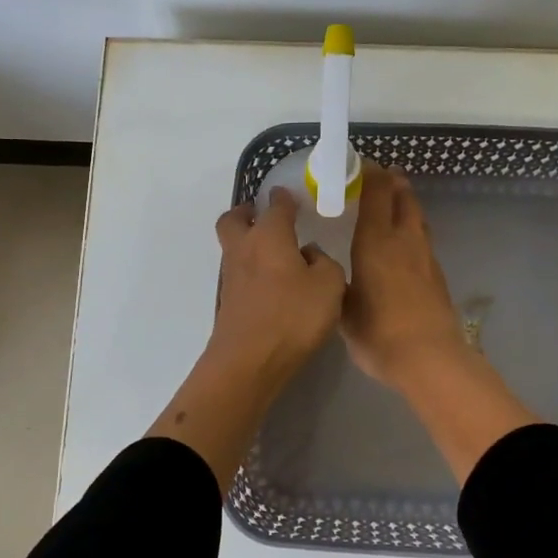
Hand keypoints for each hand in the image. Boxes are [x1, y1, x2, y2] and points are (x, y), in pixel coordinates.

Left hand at [148, 187, 343, 490]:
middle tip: (265, 217)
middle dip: (247, 213)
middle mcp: (244, 248)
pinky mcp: (228, 301)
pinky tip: (272, 284)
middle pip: (234, 219)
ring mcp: (231, 275)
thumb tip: (310, 255)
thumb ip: (325, 263)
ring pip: (233, 246)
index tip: (292, 197)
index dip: (285, 199)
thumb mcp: (330, 285)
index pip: (276, 205)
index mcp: (269, 235)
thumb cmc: (293, 315)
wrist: (249, 361)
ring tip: (275, 253)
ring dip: (248, 242)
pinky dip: (251, 270)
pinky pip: (238, 273)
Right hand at [341, 165, 467, 389]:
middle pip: (403, 198)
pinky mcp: (437, 274)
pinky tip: (405, 243)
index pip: (377, 194)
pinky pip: (423, 239)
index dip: (371, 174)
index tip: (361, 164)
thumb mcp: (344, 310)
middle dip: (394, 182)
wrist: (430, 358)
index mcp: (376, 242)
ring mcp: (425, 256)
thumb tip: (331, 271)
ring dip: (407, 203)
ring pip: (418, 218)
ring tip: (397, 199)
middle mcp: (403, 240)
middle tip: (384, 174)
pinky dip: (413, 230)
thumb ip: (338, 285)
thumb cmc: (379, 333)